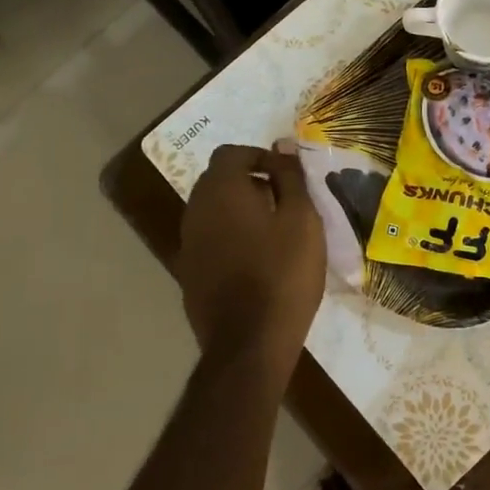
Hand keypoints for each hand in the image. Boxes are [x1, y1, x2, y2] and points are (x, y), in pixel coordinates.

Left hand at [177, 143, 325, 383]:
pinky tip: (257, 262)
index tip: (288, 177)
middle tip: (286, 204)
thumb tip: (283, 145)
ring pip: (214, 211)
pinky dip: (231, 238)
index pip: (232, 153)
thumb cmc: (283, 273)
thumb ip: (290, 177)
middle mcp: (195, 210)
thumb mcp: (302, 219)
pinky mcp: (189, 273)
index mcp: (221, 190)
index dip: (261, 157)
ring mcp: (188, 244)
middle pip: (219, 180)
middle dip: (251, 183)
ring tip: (275, 234)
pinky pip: (211, 239)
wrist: (249, 343)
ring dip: (241, 211)